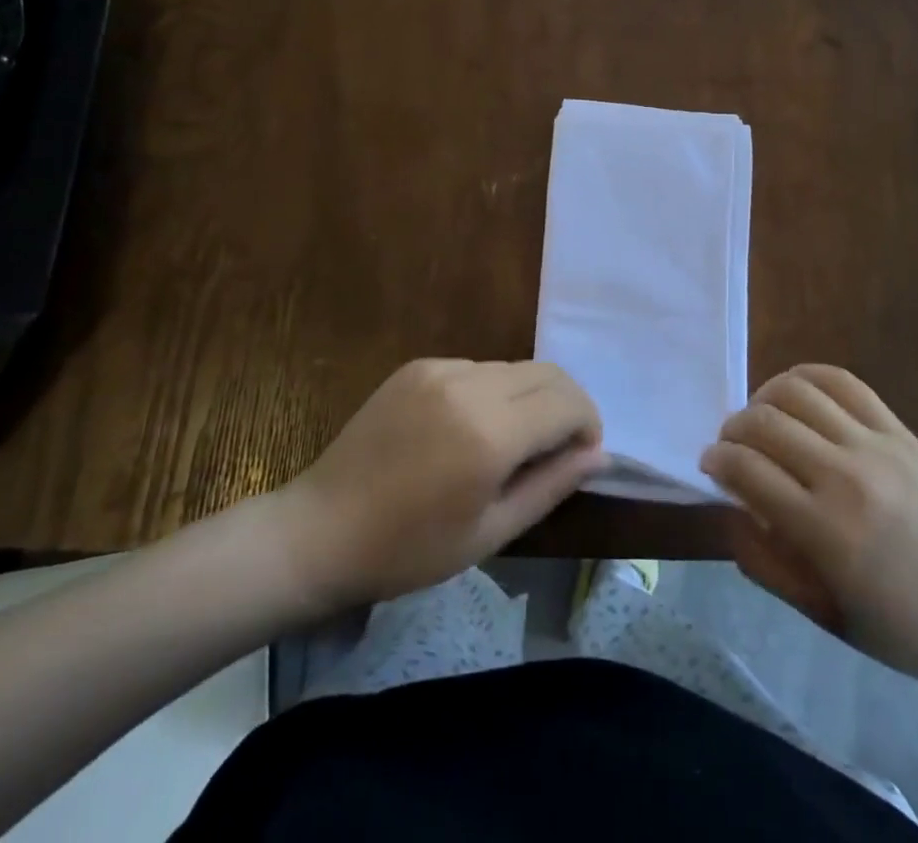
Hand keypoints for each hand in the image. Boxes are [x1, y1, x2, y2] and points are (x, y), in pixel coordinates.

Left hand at [282, 358, 603, 609]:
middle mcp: (470, 386)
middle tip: (558, 447)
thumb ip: (551, 486)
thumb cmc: (409, 550)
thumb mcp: (491, 533)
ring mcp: (441, 369)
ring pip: (514, 367)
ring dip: (530, 397)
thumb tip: (597, 453)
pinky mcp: (418, 366)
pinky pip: (476, 368)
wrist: (320, 530)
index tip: (581, 456)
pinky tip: (467, 429)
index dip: (588, 424)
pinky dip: (492, 391)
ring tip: (510, 442)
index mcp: (490, 434)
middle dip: (567, 404)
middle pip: (547, 373)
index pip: (568, 402)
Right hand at [701, 364, 917, 699]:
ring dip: (764, 398)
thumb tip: (728, 509)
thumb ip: (765, 563)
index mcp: (825, 531)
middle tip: (730, 445)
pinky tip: (794, 392)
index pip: (747, 470)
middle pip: (765, 423)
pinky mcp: (898, 430)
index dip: (716, 460)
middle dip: (733, 429)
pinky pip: (843, 382)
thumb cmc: (904, 628)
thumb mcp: (824, 616)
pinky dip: (806, 376)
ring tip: (760, 418)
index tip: (709, 465)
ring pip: (797, 391)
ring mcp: (875, 445)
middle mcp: (845, 476)